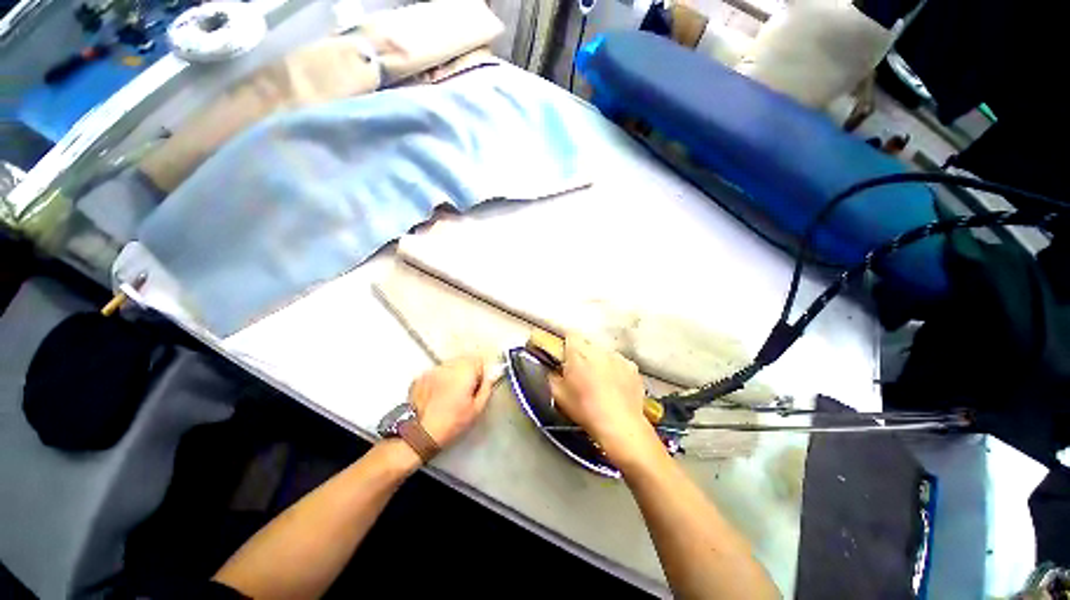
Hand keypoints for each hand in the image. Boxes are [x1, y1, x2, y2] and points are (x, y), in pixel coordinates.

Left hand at [408, 356, 495, 447]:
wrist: (419, 434)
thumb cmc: (451, 423)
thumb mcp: (477, 409)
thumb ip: (486, 388)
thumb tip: (489, 378)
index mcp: (464, 371)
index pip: (478, 360)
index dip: (481, 373)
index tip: (478, 385)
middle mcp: (448, 366)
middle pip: (464, 360)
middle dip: (468, 372)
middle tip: (466, 391)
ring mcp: (432, 371)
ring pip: (450, 366)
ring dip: (453, 375)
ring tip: (451, 395)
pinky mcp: (420, 378)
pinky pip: (436, 373)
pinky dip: (440, 379)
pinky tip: (438, 396)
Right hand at [548, 334, 662, 466]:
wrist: (620, 425)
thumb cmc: (584, 409)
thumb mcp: (558, 395)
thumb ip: (552, 376)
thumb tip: (554, 370)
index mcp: (578, 352)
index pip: (571, 335)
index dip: (567, 344)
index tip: (565, 356)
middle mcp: (599, 350)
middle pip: (588, 345)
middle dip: (583, 355)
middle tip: (581, 373)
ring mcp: (618, 357)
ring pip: (605, 354)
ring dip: (600, 362)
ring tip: (600, 383)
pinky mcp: (633, 368)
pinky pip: (620, 364)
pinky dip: (616, 371)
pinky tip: (616, 387)